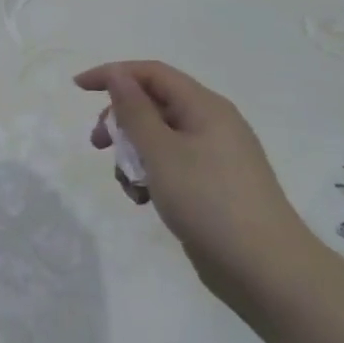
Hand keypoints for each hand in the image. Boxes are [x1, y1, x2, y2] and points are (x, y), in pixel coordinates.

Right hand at [76, 61, 319, 313]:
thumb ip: (134, 110)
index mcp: (204, 106)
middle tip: (98, 145)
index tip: (78, 89)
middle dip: (120, 121)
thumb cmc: (208, 200)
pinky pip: (172, 165)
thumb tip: (117, 74)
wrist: (266, 269)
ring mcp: (215, 156)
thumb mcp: (161, 152)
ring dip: (133, 155)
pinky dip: (151, 176)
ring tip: (127, 185)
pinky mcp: (213, 185)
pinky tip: (144, 200)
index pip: (151, 73)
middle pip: (153, 104)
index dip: (113, 74)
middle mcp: (212, 124)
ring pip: (159, 138)